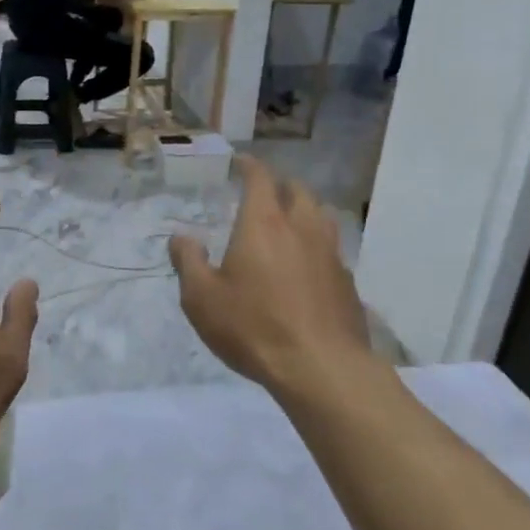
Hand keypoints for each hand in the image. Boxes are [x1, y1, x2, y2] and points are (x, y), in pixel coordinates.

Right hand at [170, 157, 371, 395]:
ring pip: (321, 216)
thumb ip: (188, 262)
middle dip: (280, 185)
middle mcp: (301, 228)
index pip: (260, 178)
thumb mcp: (202, 298)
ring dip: (304, 210)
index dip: (250, 166)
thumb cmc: (253, 327)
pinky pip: (332, 249)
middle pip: (297, 190)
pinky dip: (317, 245)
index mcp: (264, 223)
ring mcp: (330, 253)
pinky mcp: (347, 281)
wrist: (321, 367)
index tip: (240, 162)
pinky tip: (308, 266)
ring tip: (290, 223)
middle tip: (265, 194)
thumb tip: (181, 237)